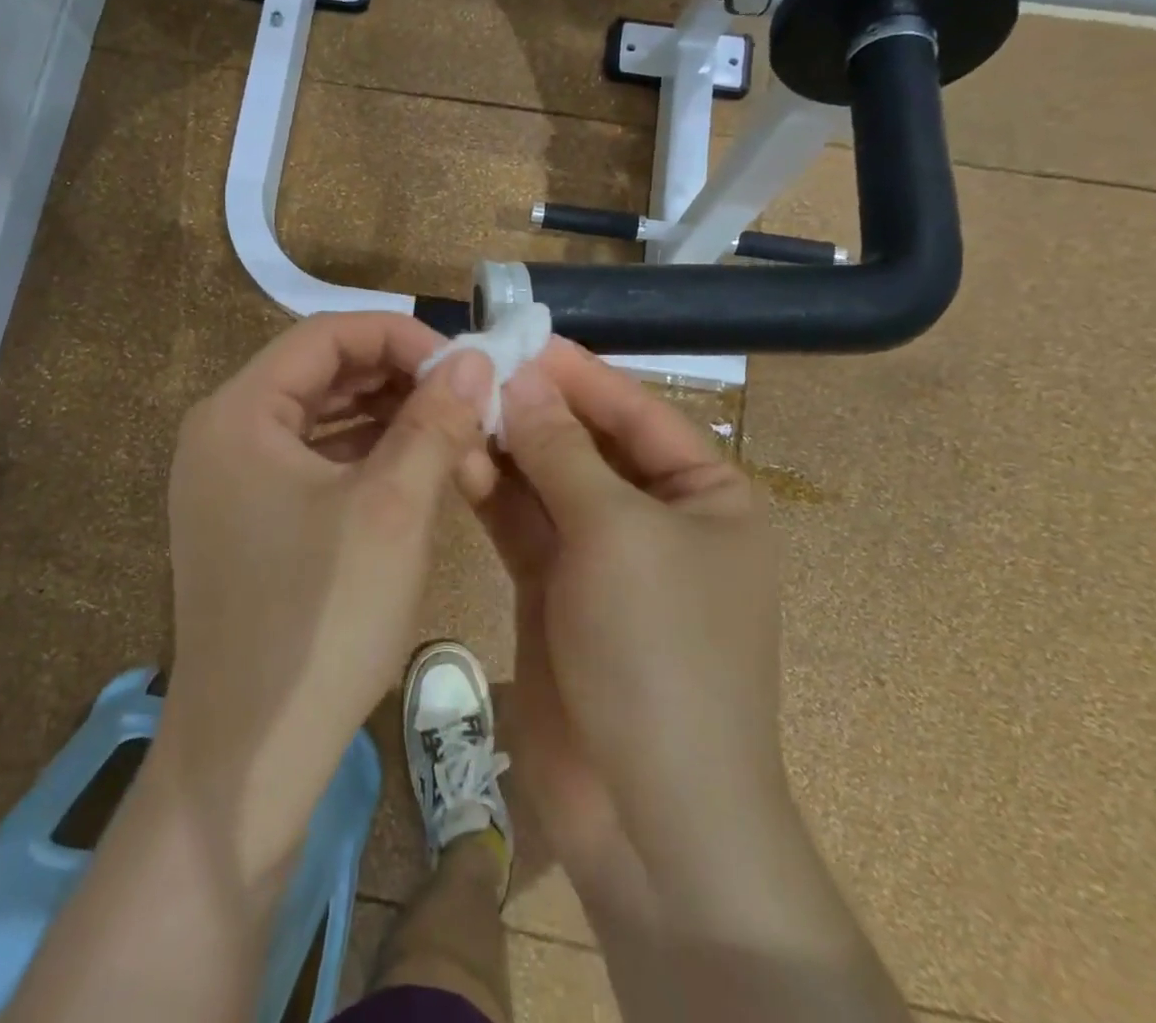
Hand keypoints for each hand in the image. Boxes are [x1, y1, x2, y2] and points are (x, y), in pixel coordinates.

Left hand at [156, 312, 494, 876]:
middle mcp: (224, 433)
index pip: (327, 335)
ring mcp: (233, 480)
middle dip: (402, 380)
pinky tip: (421, 471)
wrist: (250, 758)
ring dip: (392, 420)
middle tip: (470, 401)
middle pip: (324, 372)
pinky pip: (316, 462)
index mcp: (239, 412)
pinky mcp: (251, 519)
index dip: (401, 337)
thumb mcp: (393, 509)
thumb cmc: (320, 621)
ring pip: (325, 418)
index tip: (464, 367)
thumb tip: (475, 360)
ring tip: (457, 436)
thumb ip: (434, 421)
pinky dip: (369, 458)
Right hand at [465, 340, 786, 933]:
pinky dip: (492, 493)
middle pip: (585, 443)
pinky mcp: (556, 590)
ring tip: (449, 408)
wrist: (650, 817)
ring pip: (546, 482)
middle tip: (465, 368)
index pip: (633, 411)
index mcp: (706, 495)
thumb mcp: (616, 533)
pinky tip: (453, 461)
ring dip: (504, 447)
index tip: (514, 337)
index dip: (576, 373)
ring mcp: (603, 557)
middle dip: (530, 408)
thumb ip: (561, 450)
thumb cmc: (660, 654)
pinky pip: (523, 525)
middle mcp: (656, 518)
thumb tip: (520, 379)